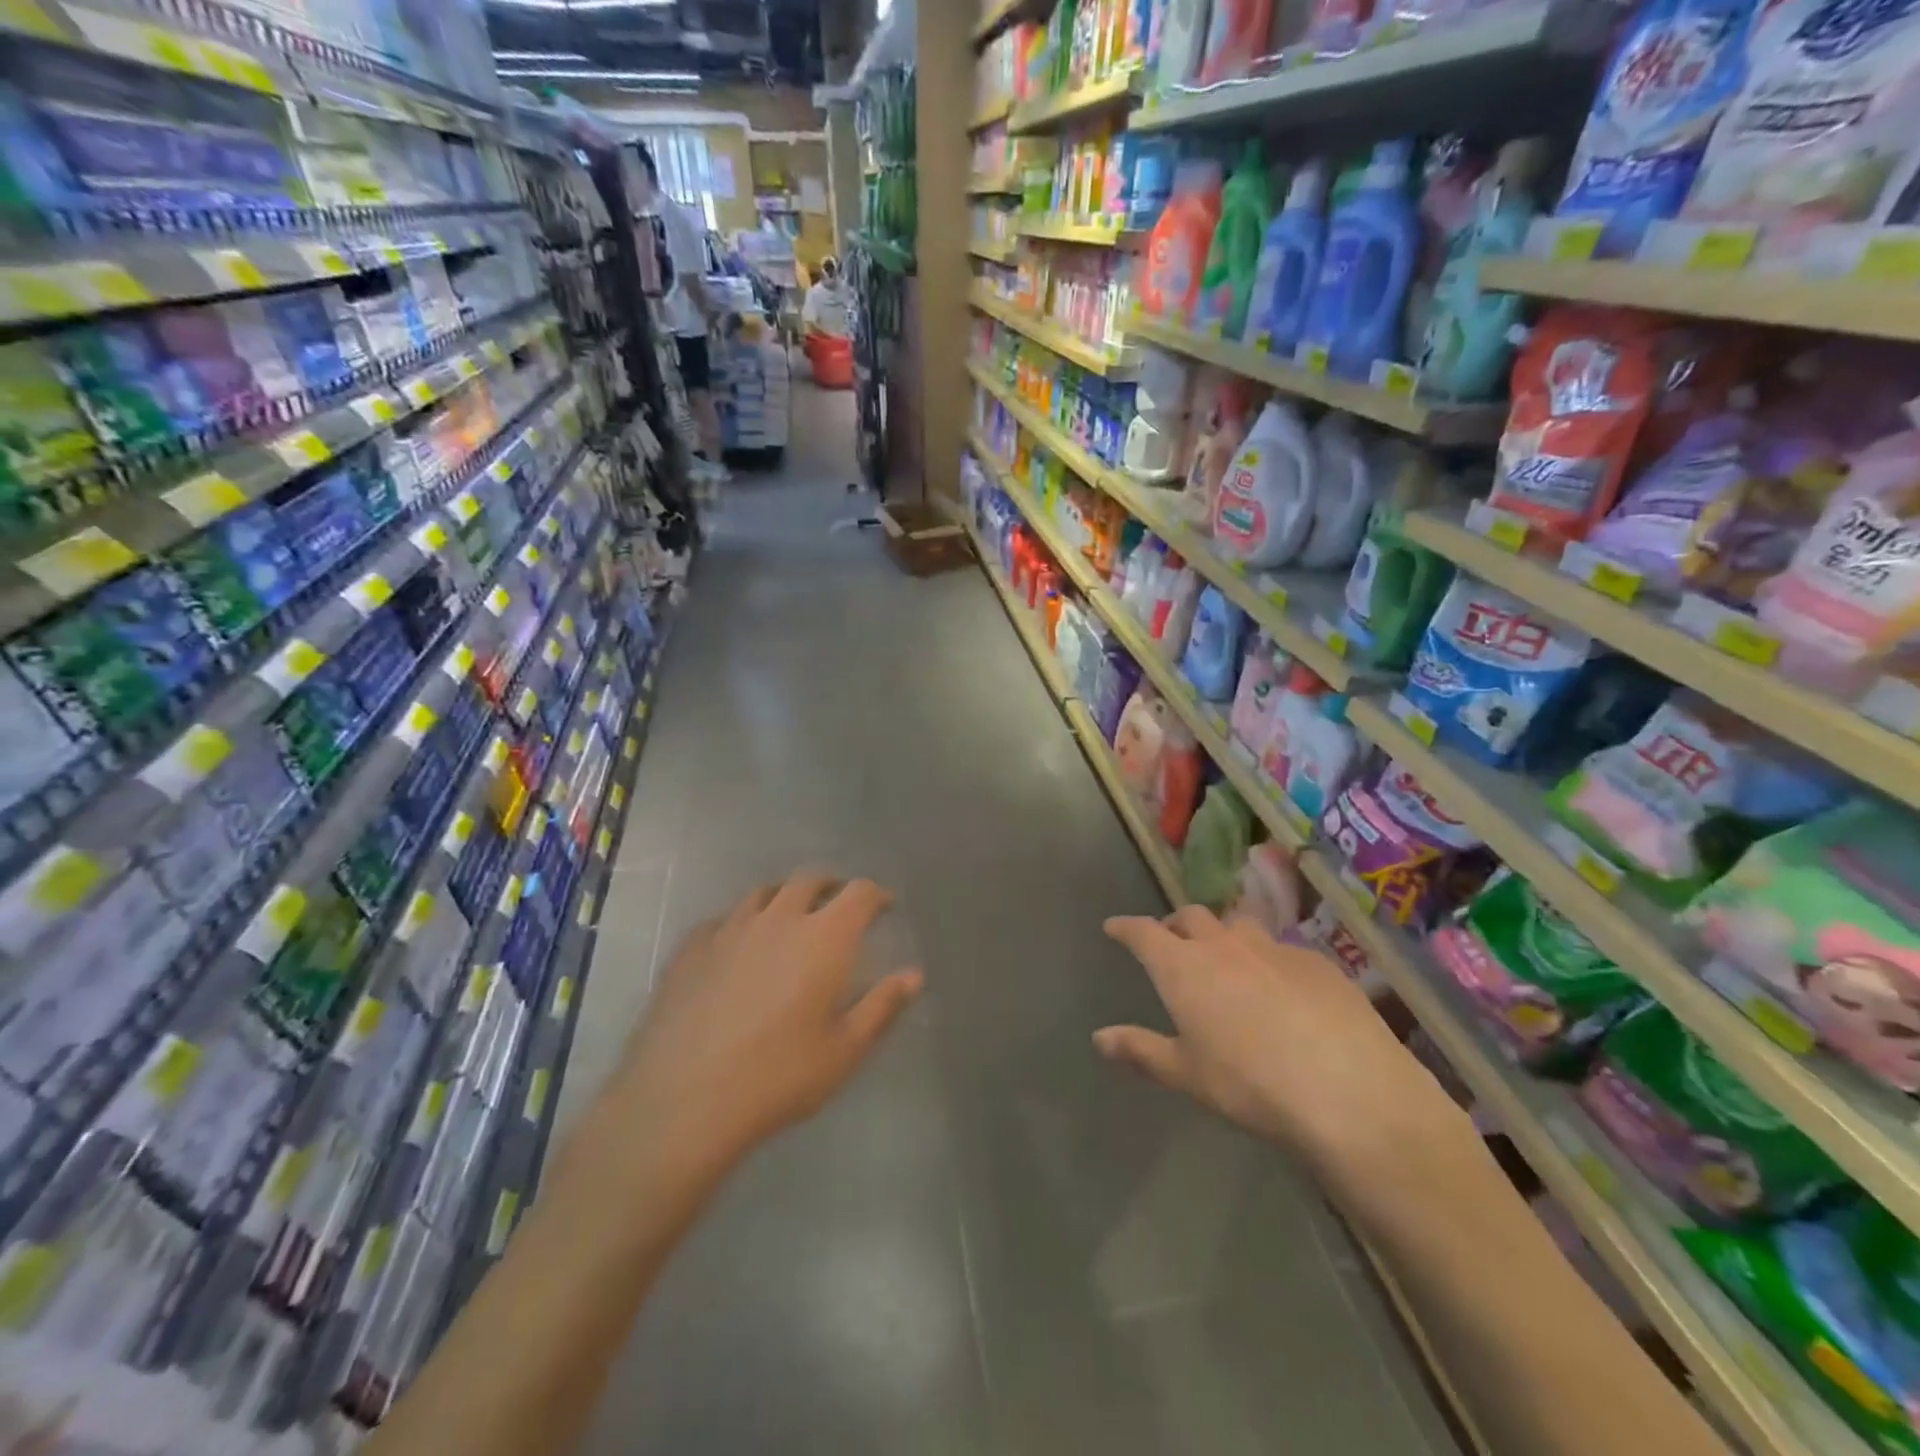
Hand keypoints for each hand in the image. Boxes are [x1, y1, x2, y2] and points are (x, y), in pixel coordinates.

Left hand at [595, 873, 923, 1181]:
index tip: (884, 907)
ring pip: (763, 892)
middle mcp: (779, 918)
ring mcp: (730, 929)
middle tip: (839, 907)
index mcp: (824, 937)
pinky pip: (723, 919)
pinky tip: (738, 946)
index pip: (858, 893)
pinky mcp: (691, 948)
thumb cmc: (779, 1076)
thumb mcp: (845, 1050)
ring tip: (790, 918)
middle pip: (809, 880)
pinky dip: (741, 922)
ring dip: (785, 897)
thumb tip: (914, 974)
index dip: (876, 895)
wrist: (683, 1101)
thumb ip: (883, 1006)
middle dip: (831, 887)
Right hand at [1096, 907, 1467, 1189]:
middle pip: (1191, 916)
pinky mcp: (1317, 962)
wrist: (1349, 1090)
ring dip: (1223, 934)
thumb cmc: (1250, 1084)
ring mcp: (1274, 947)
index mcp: (1183, 967)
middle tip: (1170, 941)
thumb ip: (1141, 1050)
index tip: (1114, 926)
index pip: (1143, 932)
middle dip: (1175, 925)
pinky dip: (1267, 960)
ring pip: (1238, 925)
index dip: (1125, 927)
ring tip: (1225, 958)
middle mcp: (1224, 944)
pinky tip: (1282, 990)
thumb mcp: (1187, 1074)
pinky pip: (1281, 949)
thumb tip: (1099, 1037)